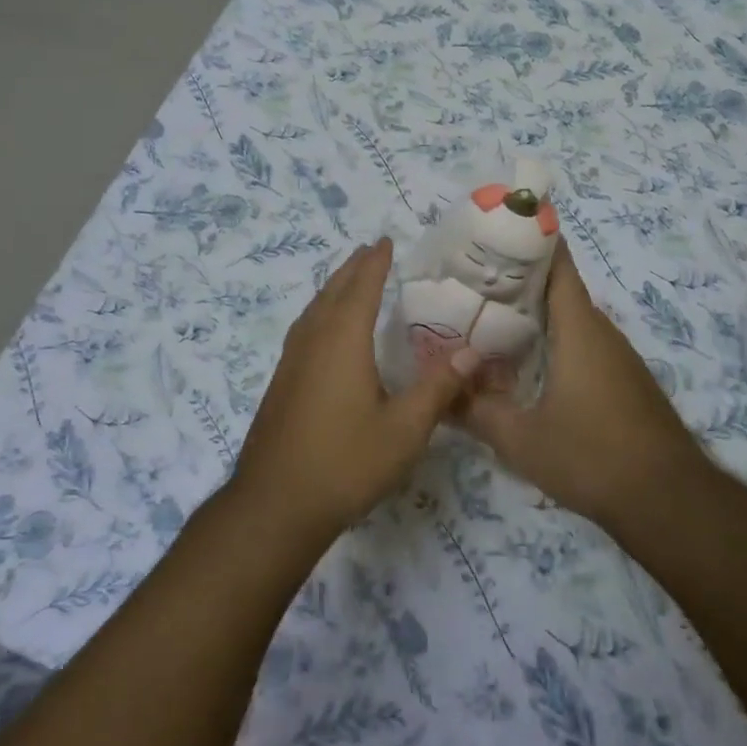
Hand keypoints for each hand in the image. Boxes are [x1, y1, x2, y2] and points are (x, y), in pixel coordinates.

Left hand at [229, 238, 476, 541]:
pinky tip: (326, 333)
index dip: (375, 263)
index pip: (361, 288)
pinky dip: (320, 313)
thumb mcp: (404, 430)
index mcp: (342, 342)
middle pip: (332, 292)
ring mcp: (291, 362)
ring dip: (333, 289)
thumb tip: (471, 352)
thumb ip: (438, 388)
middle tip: (370, 251)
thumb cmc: (345, 463)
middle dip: (352, 269)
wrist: (275, 505)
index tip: (385, 241)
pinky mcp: (281, 383)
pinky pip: (304, 330)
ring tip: (349, 281)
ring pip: (313, 310)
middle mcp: (313, 342)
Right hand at [463, 241, 702, 531]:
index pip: (558, 264)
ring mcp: (617, 357)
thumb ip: (476, 412)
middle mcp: (601, 332)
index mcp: (579, 329)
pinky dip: (552, 340)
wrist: (669, 502)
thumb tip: (439, 393)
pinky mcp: (624, 381)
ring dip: (534, 313)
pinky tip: (524, 363)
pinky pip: (582, 344)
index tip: (495, 230)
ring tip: (487, 318)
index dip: (530, 240)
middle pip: (559, 289)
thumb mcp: (521, 439)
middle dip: (517, 279)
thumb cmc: (592, 457)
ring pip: (570, 319)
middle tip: (471, 281)